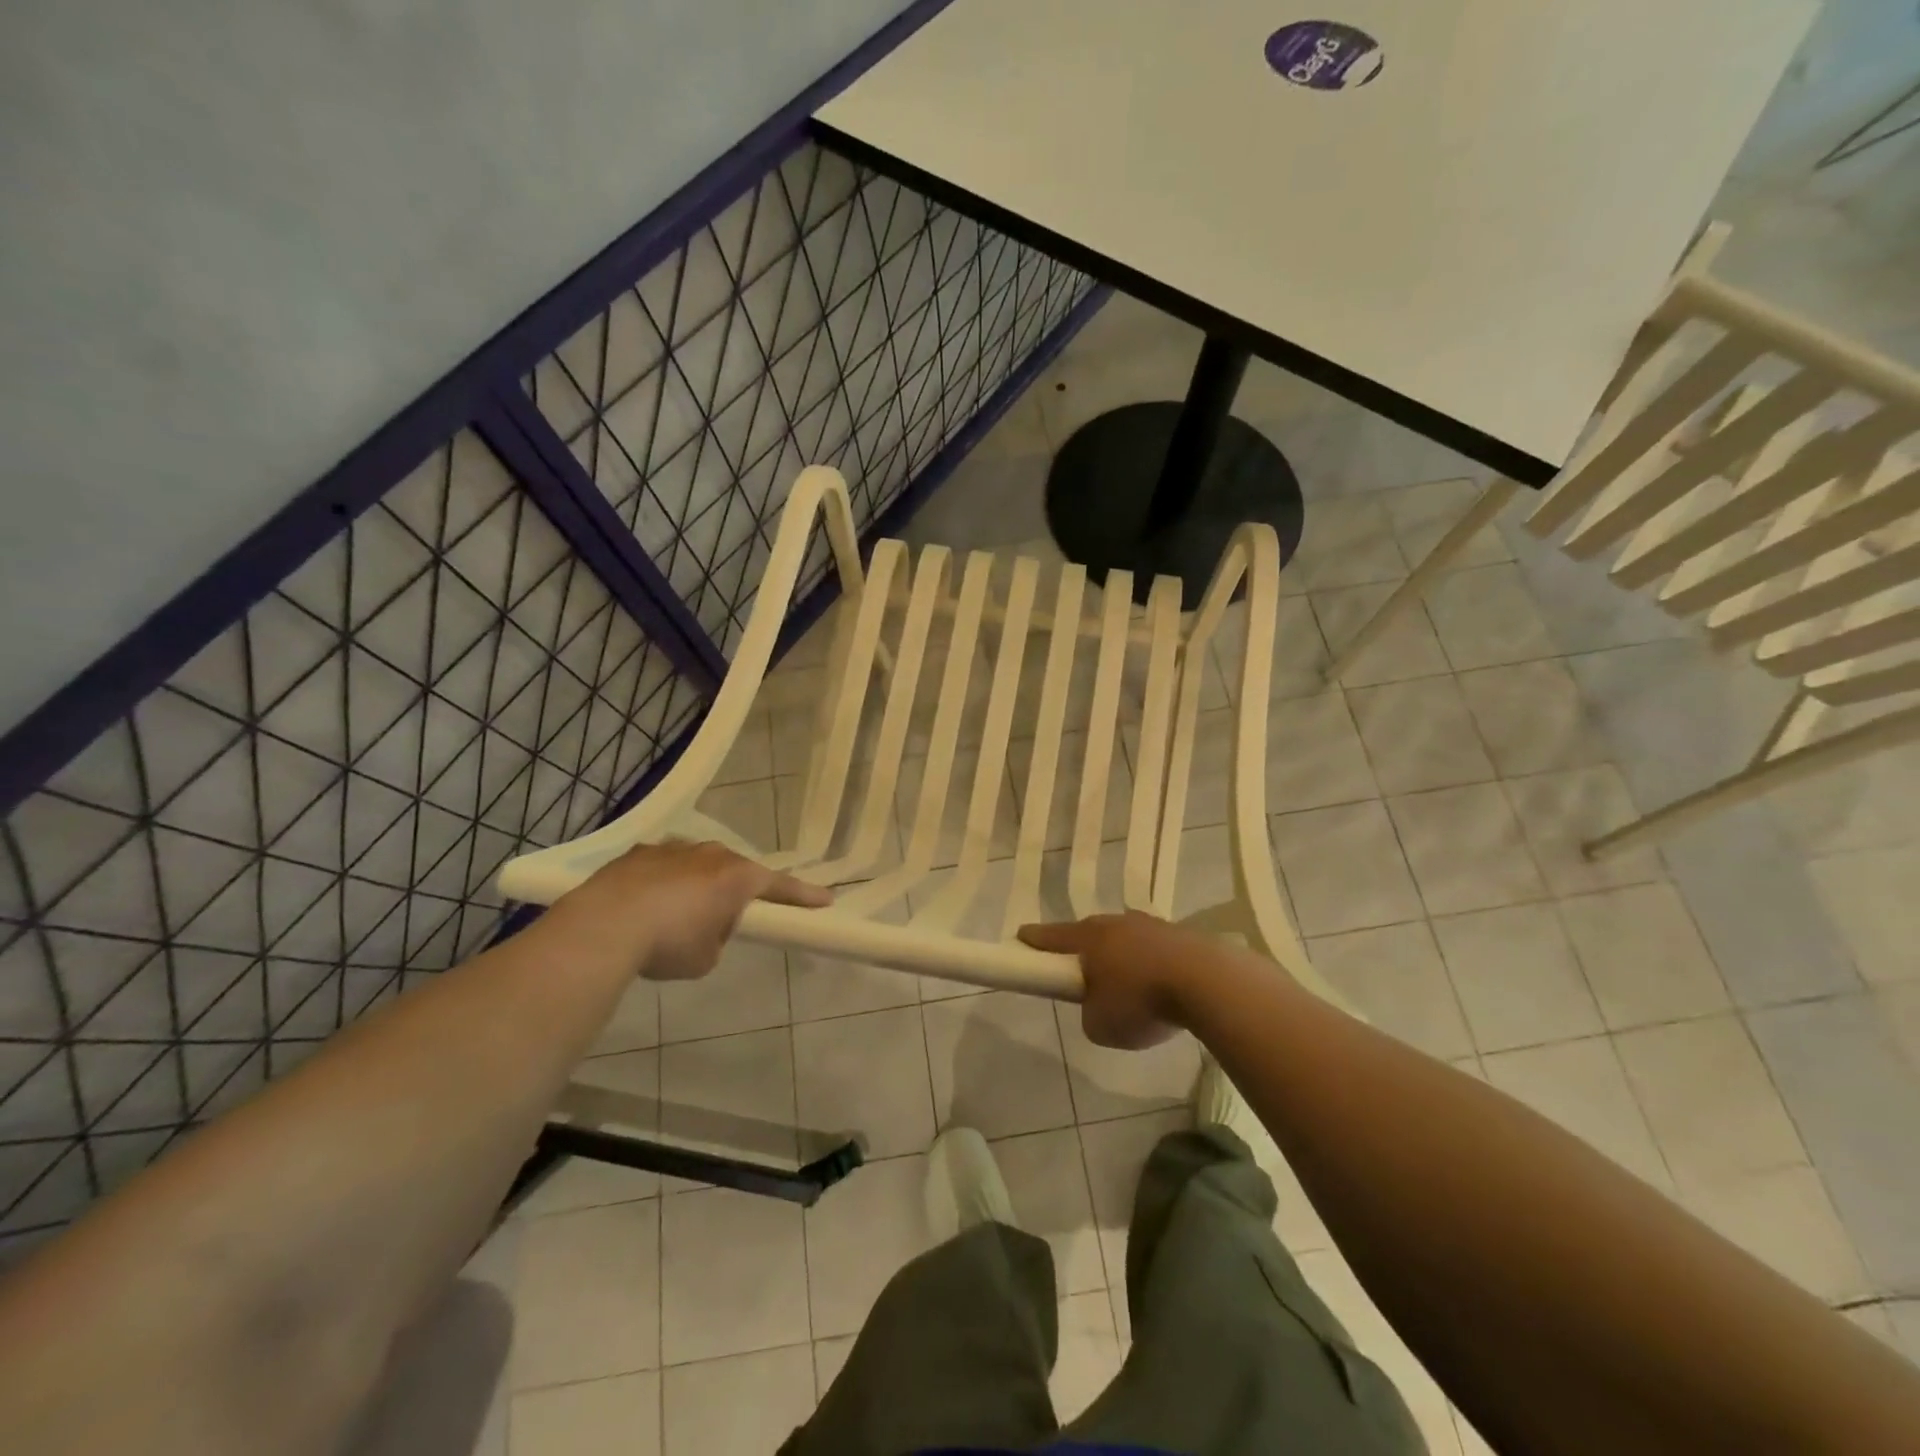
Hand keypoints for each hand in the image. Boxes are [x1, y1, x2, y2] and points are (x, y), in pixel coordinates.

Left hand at [550, 841, 831, 980]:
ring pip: (698, 866)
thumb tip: (704, 927)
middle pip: (735, 872)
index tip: (826, 900)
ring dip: (696, 886)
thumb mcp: (706, 956)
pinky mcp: (639, 853)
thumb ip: (718, 936)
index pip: (781, 887)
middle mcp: (711, 854)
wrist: (604, 925)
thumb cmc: (669, 942)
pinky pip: (663, 867)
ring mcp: (673, 848)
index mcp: (737, 877)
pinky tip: (645, 907)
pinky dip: (663, 884)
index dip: (804, 896)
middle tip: (725, 921)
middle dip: (734, 893)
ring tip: (676, 917)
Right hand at [1018, 911, 1206, 1049]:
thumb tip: (1100, 1007)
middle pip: (1090, 933)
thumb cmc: (1142, 1001)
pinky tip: (1161, 986)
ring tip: (1128, 985)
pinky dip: (1152, 964)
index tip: (1021, 938)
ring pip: (1125, 938)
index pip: (1051, 936)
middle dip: (1083, 950)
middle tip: (1081, 972)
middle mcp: (1117, 923)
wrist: (1207, 982)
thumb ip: (1090, 1014)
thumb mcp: (1101, 1025)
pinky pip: (1156, 949)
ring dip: (1121, 956)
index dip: (1033, 940)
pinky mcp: (1182, 936)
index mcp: (1089, 938)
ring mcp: (1152, 926)